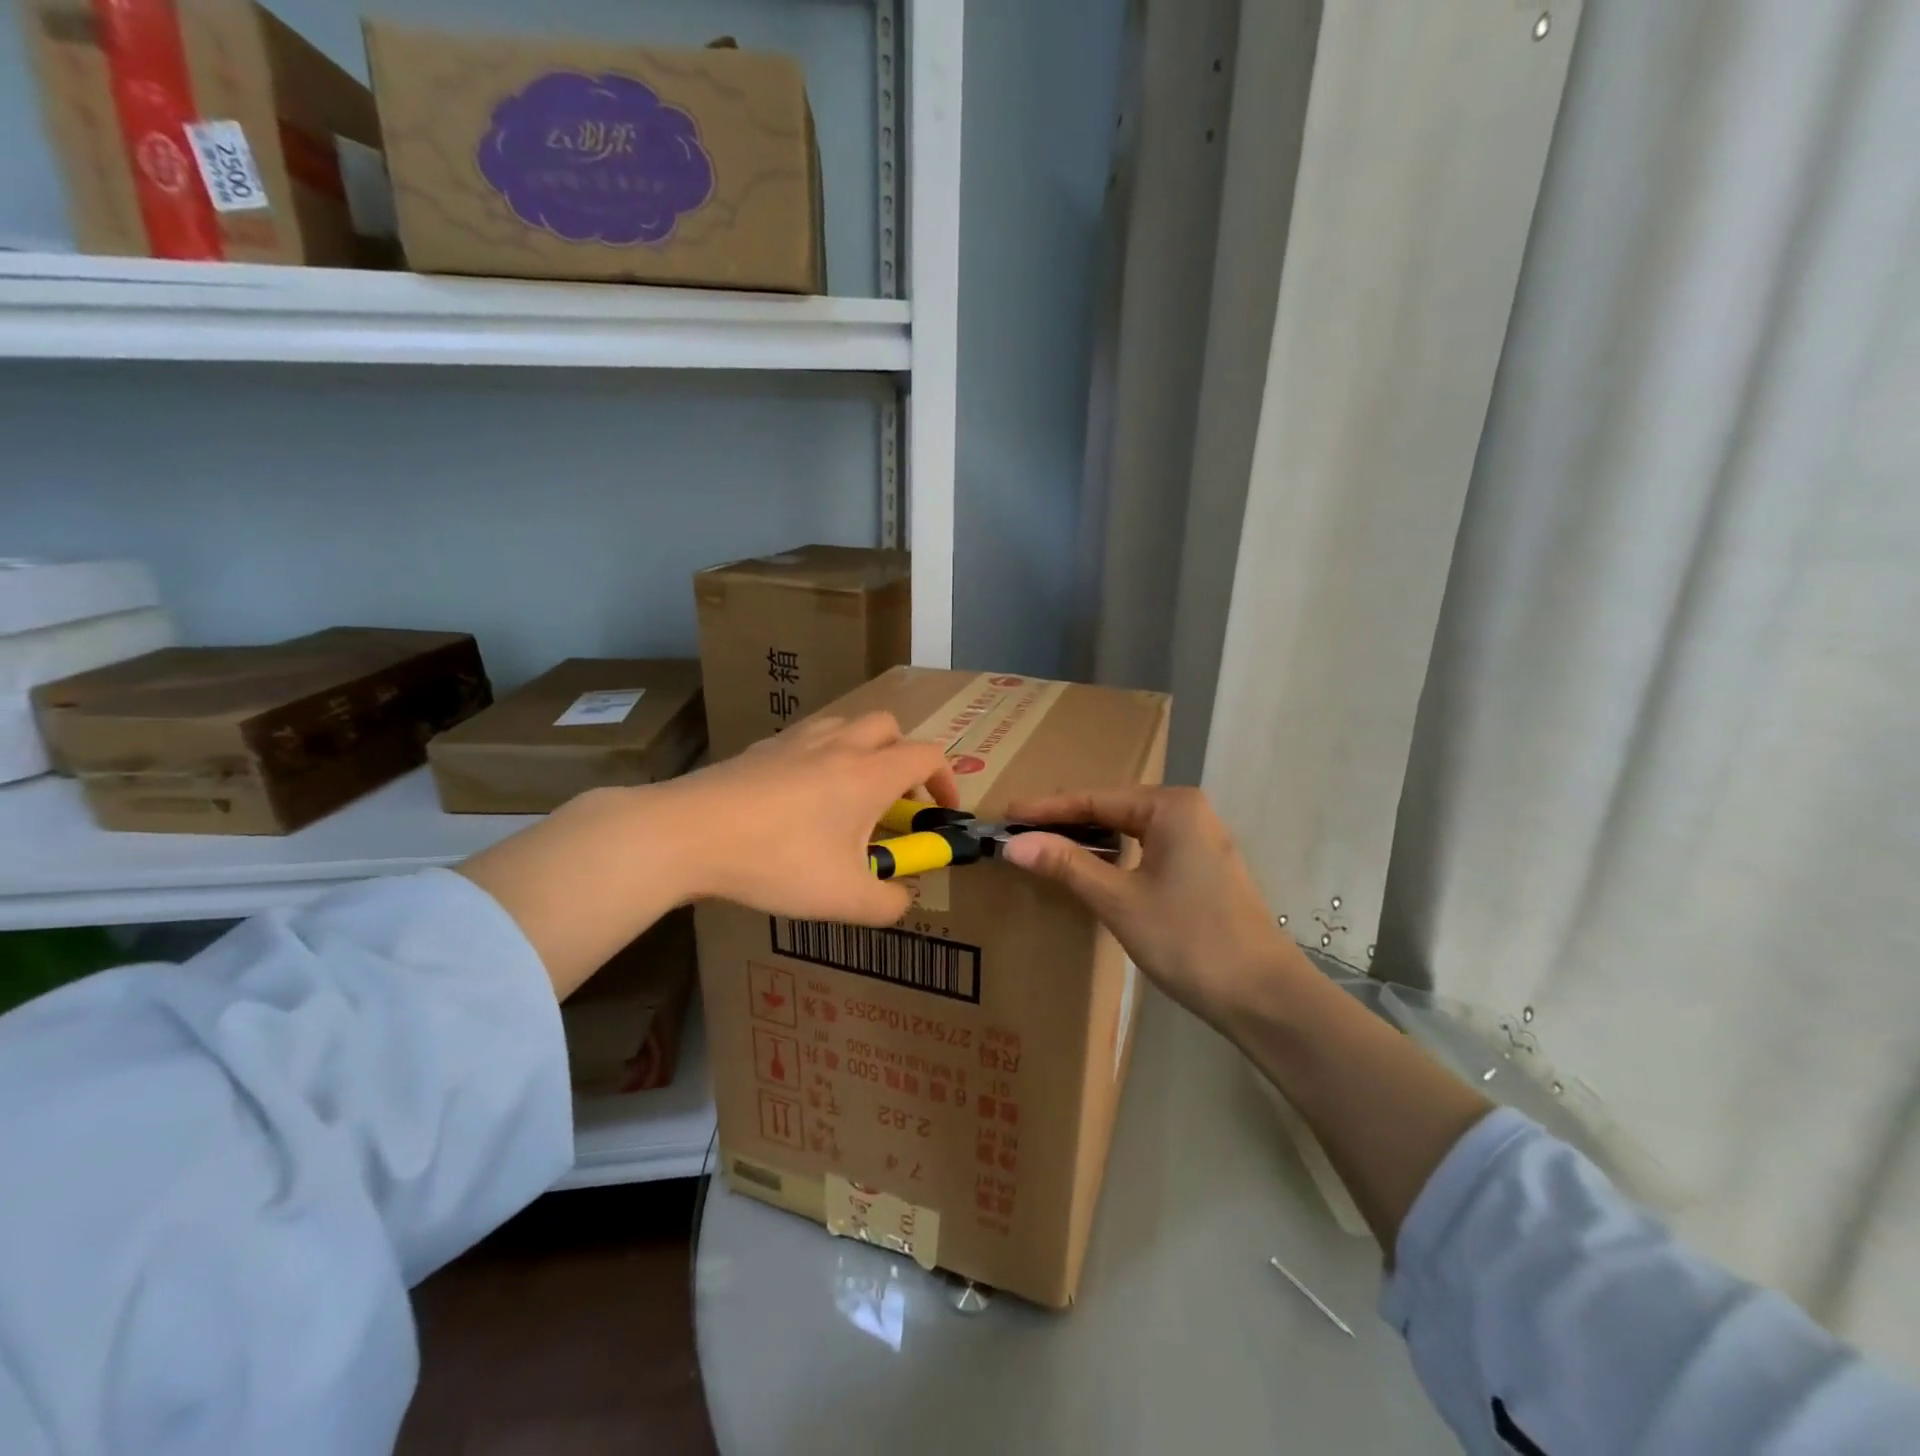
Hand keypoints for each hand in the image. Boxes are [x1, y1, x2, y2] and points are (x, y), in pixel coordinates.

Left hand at [660, 712, 958, 925]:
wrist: (687, 833)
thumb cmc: (777, 861)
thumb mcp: (843, 899)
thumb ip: (889, 903)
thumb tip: (902, 897)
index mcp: (869, 774)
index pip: (928, 755)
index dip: (946, 781)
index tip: (941, 813)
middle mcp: (838, 745)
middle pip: (888, 726)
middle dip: (902, 757)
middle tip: (893, 800)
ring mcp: (795, 741)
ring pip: (844, 726)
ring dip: (860, 752)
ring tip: (847, 797)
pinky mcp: (759, 749)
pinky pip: (804, 741)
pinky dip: (818, 760)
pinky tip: (797, 801)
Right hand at [1000, 786, 1303, 1030]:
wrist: (1264, 997)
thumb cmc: (1190, 940)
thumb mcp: (1120, 901)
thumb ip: (1067, 865)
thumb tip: (1013, 843)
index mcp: (1171, 806)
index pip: (1094, 798)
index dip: (1046, 809)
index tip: (1005, 814)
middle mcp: (1187, 811)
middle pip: (1112, 808)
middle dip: (1065, 821)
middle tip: (1018, 831)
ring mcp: (1199, 840)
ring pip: (1129, 829)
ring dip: (1088, 838)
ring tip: (1043, 845)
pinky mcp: (1202, 868)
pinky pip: (1145, 848)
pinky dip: (1113, 855)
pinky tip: (1089, 867)